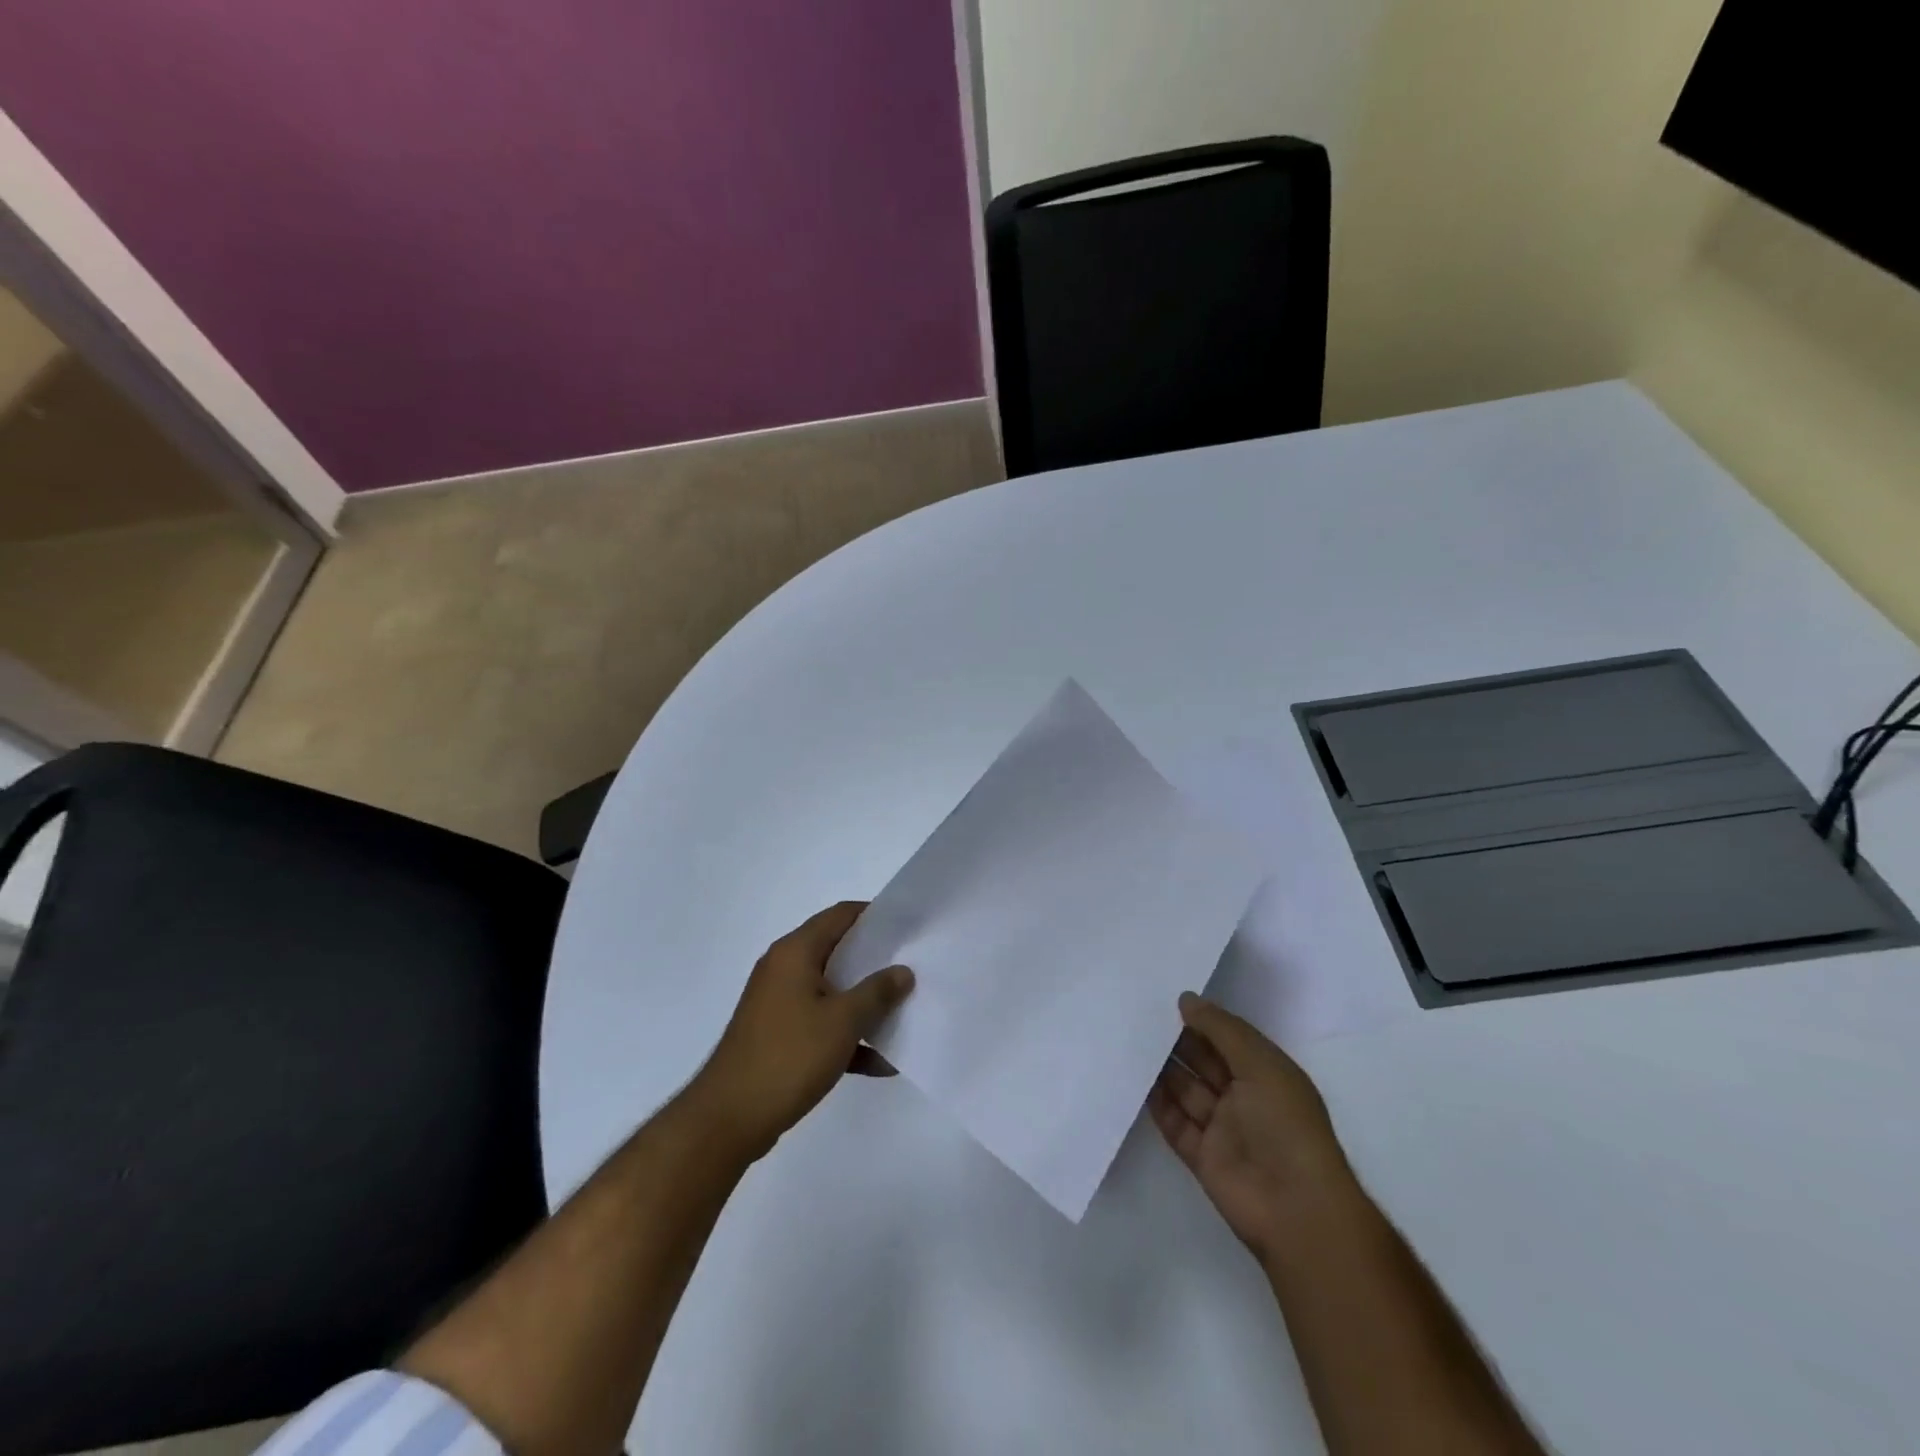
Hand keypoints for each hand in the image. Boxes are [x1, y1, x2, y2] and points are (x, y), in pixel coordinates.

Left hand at [690, 902, 913, 1161]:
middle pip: (838, 952)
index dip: (875, 915)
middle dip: (876, 961)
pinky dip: (847, 1037)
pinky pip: (821, 1025)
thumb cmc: (788, 1056)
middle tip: (914, 967)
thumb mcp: (843, 1021)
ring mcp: (779, 1004)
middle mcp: (783, 969)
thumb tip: (903, 971)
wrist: (728, 1120)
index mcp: (795, 952)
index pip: (840, 915)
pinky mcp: (778, 1037)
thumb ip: (877, 992)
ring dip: (865, 1003)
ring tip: (906, 1011)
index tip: (908, 926)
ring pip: (832, 991)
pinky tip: (881, 1062)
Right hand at [1150, 993, 1354, 1263]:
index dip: (1202, 1020)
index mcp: (1266, 1074)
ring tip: (1129, 1041)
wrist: (1295, 1209)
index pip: (1229, 1039)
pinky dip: (1157, 1104)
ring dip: (1163, 1069)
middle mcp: (1245, 1098)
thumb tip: (1186, 1000)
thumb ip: (1221, 1029)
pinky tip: (1134, 1081)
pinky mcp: (1202, 1156)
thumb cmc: (1285, 1125)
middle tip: (1139, 1016)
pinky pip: (1175, 1123)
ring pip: (1186, 1091)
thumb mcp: (1260, 1064)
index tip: (1166, 999)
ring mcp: (1223, 1129)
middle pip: (1204, 1062)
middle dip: (1178, 1042)